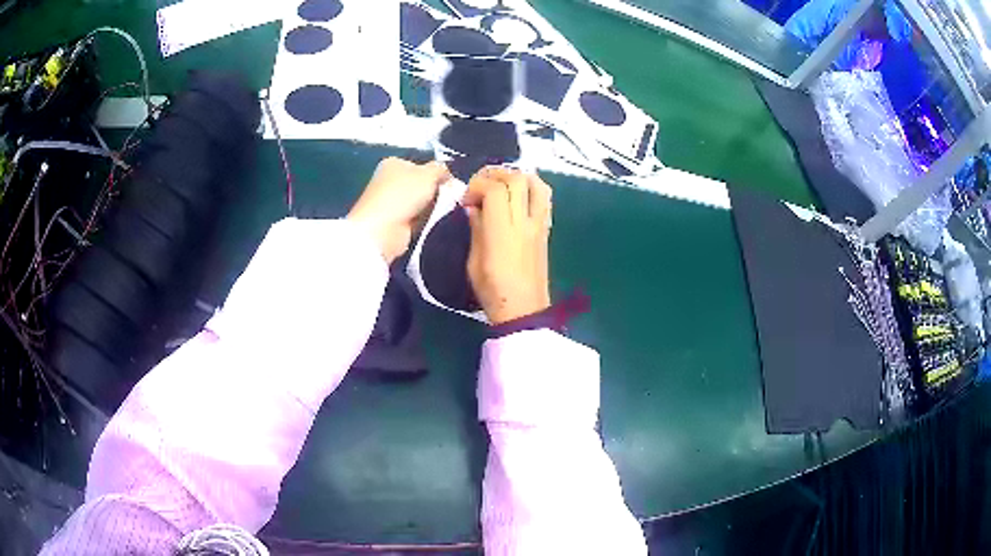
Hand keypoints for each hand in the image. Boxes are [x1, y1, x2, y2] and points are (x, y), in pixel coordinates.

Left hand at [348, 157, 449, 263]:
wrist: (382, 230)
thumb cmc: (403, 194)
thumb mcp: (429, 173)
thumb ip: (441, 169)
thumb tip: (448, 174)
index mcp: (393, 163)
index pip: (421, 165)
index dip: (437, 173)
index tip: (450, 182)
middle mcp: (390, 181)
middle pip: (421, 185)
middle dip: (435, 192)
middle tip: (448, 197)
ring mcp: (390, 203)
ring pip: (421, 203)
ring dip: (431, 209)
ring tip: (439, 212)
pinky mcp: (394, 223)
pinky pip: (417, 220)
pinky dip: (424, 222)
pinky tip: (431, 223)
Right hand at [463, 167, 551, 324]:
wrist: (524, 309)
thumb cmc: (493, 290)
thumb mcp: (474, 261)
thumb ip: (476, 228)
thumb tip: (474, 207)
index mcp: (502, 231)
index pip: (495, 189)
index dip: (477, 185)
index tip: (466, 200)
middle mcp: (524, 222)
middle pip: (515, 179)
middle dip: (494, 175)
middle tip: (480, 188)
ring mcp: (538, 224)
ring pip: (535, 183)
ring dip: (516, 177)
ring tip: (501, 186)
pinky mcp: (546, 228)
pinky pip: (544, 198)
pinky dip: (531, 187)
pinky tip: (517, 196)